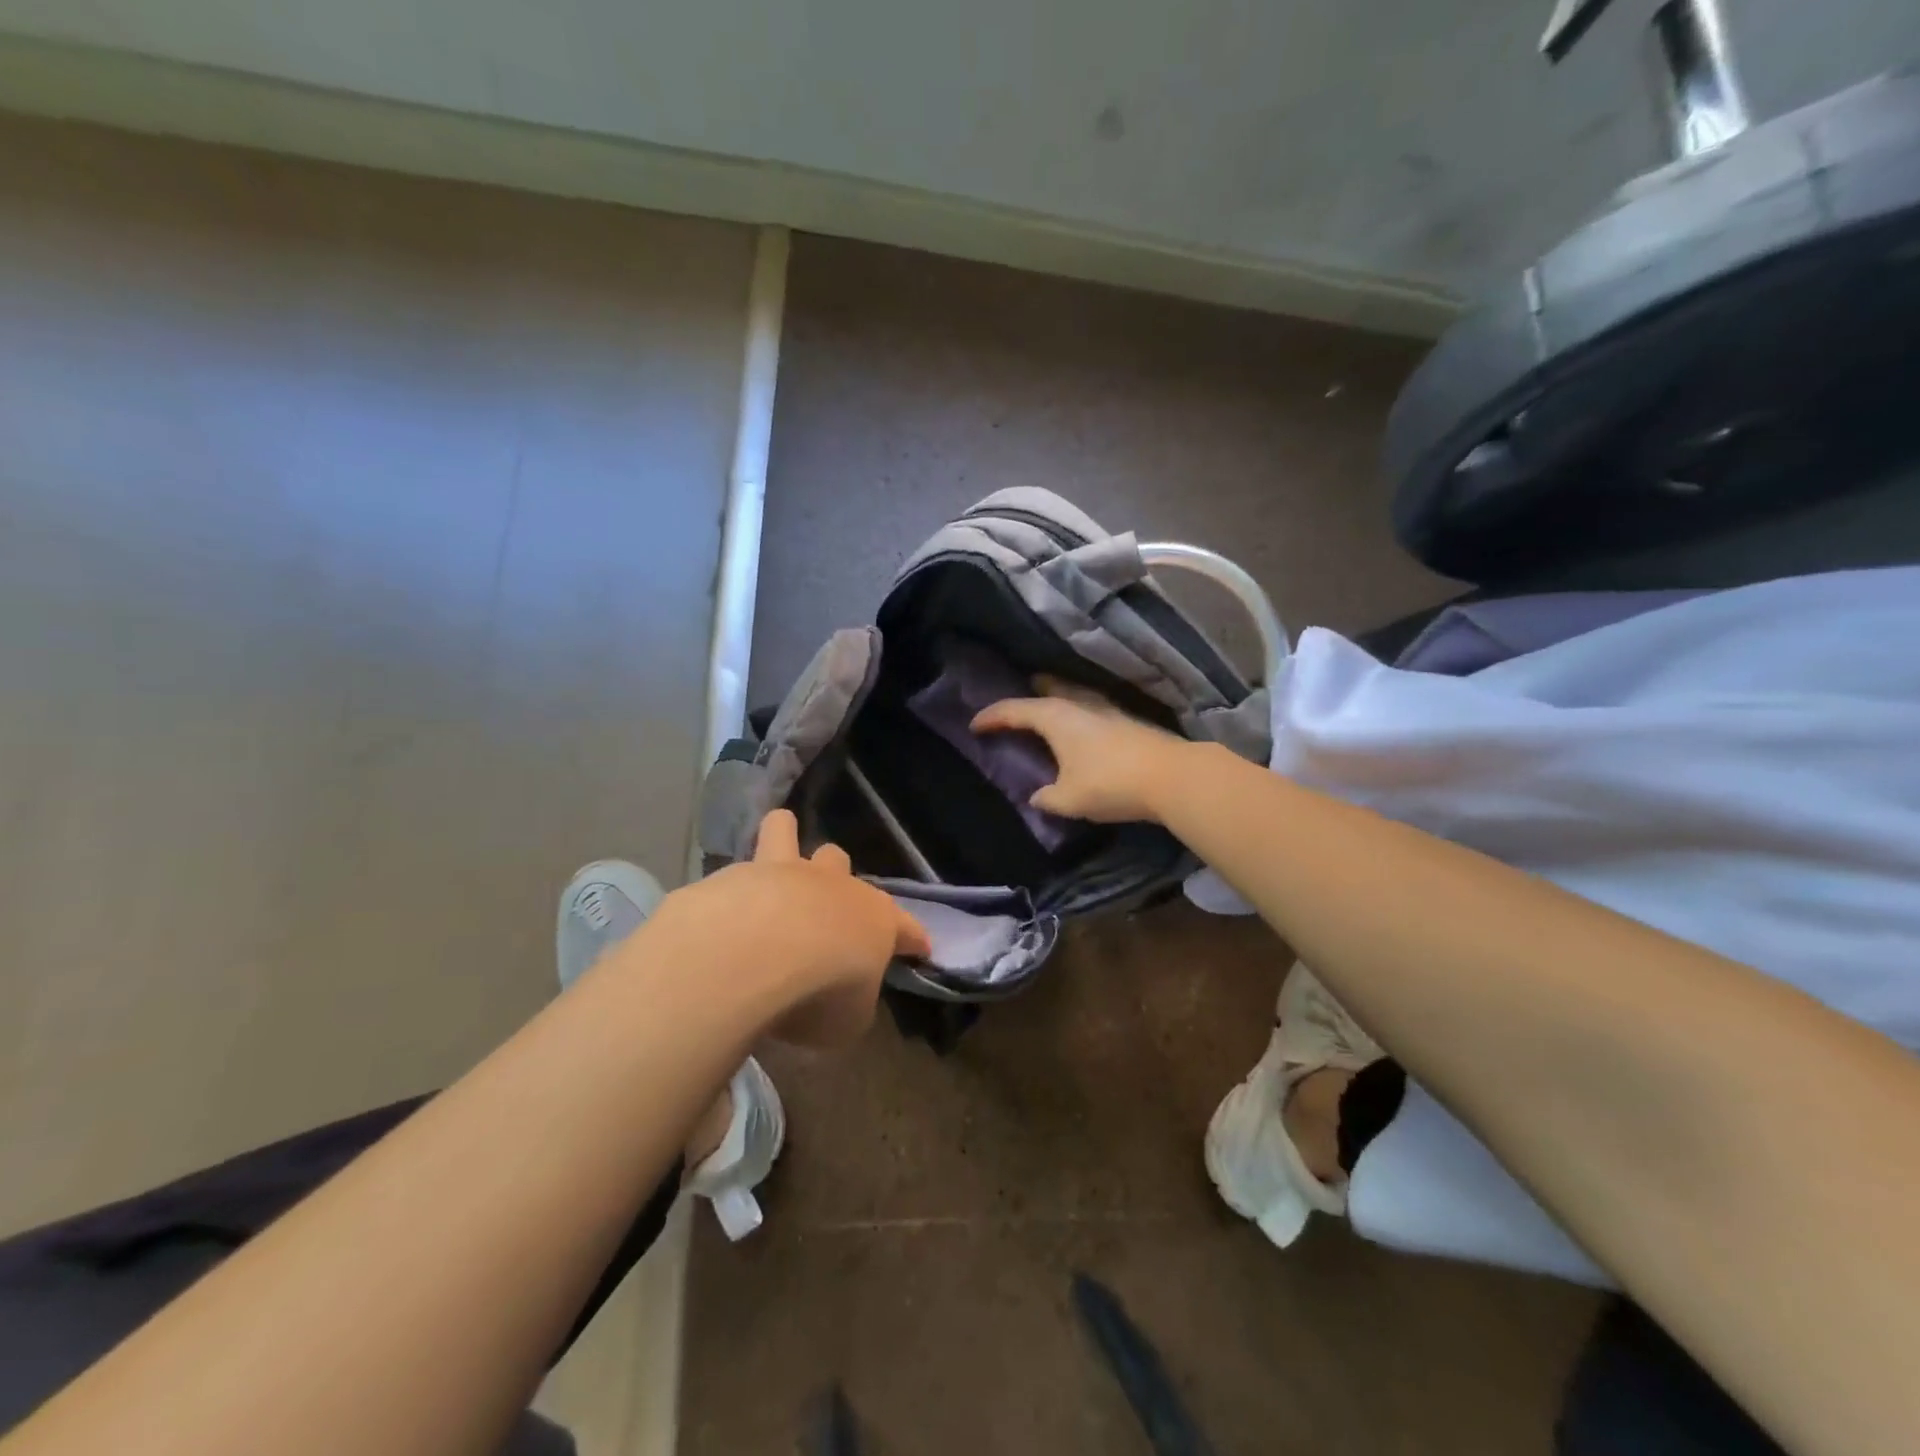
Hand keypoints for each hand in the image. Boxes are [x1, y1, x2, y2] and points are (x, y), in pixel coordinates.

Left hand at [646, 810, 929, 1047]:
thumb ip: (852, 1004)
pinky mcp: (739, 874)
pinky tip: (725, 899)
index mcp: (875, 922)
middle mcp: (834, 886)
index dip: (913, 939)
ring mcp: (784, 872)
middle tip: (824, 909)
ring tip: (777, 854)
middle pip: (840, 863)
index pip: (906, 929)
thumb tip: (845, 998)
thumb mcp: (849, 1020)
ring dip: (785, 840)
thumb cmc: (821, 991)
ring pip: (787, 833)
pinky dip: (737, 879)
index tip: (919, 948)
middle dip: (837, 878)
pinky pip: (742, 863)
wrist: (757, 952)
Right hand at [970, 676, 1188, 823]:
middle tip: (1014, 700)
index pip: (1015, 710)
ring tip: (1045, 708)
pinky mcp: (1125, 721)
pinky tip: (1080, 728)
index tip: (974, 724)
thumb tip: (1037, 797)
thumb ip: (1047, 797)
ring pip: (1071, 697)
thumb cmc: (1110, 783)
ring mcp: (1106, 710)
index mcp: (1056, 717)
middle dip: (1027, 695)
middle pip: (1046, 692)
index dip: (992, 717)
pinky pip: (1088, 710)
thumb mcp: (1069, 799)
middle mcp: (1079, 705)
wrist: (1171, 777)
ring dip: (1055, 700)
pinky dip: (1075, 714)